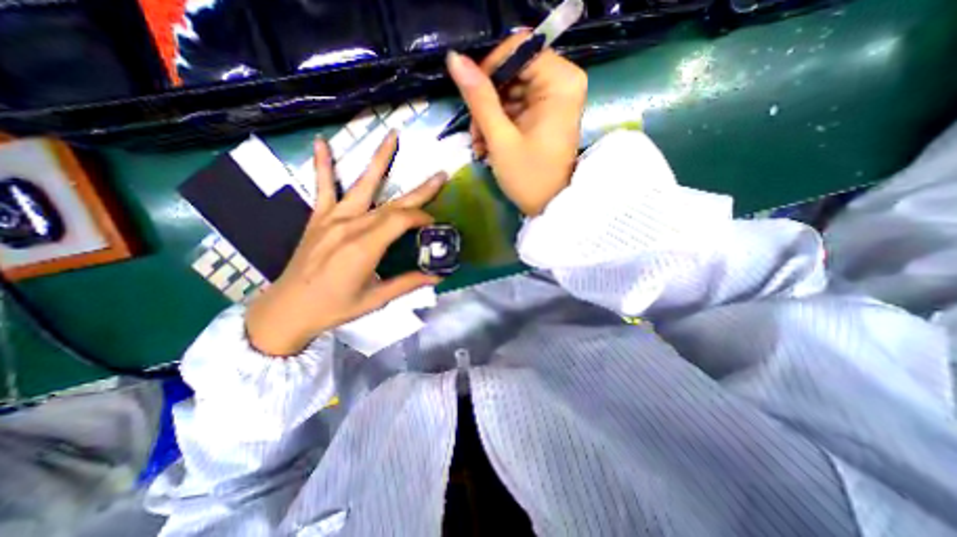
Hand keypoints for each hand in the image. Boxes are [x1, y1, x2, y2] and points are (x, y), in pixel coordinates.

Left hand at [244, 129, 445, 356]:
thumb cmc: (335, 307)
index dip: (423, 219)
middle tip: (440, 175)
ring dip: (379, 160)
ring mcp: (332, 218)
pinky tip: (322, 143)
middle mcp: (350, 226)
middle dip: (420, 190)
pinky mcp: (318, 218)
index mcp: (365, 246)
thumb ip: (408, 283)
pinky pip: (322, 187)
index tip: (435, 225)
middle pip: (392, 203)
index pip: (402, 221)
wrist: (288, 309)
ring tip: (392, 136)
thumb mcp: (376, 299)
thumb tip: (438, 275)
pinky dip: (323, 165)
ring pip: (362, 185)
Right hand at [445, 32, 588, 213]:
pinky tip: (487, 146)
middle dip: (487, 101)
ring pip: (511, 91)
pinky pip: (516, 107)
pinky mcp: (546, 115)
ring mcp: (554, 100)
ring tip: (479, 145)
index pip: (519, 48)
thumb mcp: (500, 139)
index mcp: (561, 82)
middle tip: (474, 132)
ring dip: (489, 117)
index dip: (490, 69)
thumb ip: (479, 98)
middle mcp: (563, 83)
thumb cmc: (529, 177)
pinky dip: (499, 124)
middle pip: (513, 71)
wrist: (549, 208)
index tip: (472, 97)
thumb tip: (454, 59)